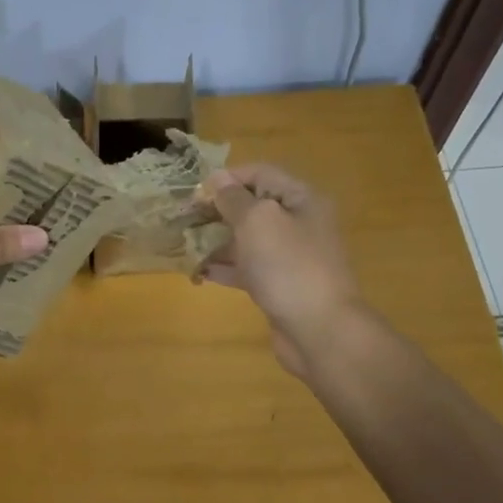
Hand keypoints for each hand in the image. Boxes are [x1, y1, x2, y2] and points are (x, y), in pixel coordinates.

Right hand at [197, 164, 369, 378]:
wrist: (319, 329)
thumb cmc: (288, 266)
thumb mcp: (257, 221)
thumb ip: (234, 198)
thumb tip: (217, 179)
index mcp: (301, 199)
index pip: (260, 174)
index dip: (227, 179)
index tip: (194, 192)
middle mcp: (298, 223)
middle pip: (253, 207)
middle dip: (217, 211)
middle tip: (183, 219)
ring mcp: (290, 257)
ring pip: (247, 240)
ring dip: (216, 241)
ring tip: (184, 245)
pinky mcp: (279, 286)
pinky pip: (248, 269)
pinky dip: (224, 268)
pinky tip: (198, 272)